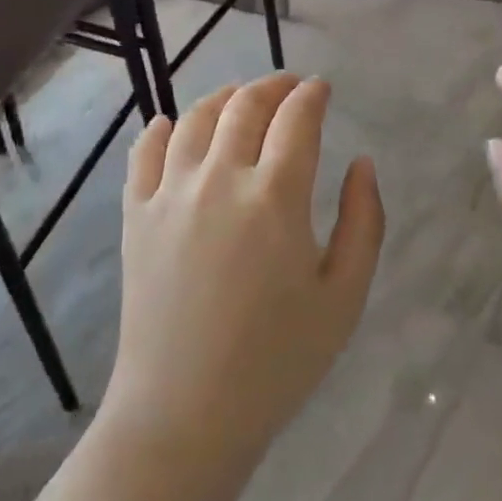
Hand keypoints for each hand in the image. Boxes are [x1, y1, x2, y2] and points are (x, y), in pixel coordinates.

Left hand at [104, 74, 384, 463]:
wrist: (185, 415)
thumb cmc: (276, 361)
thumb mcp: (344, 298)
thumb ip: (364, 221)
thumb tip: (362, 163)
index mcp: (275, 196)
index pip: (296, 118)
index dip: (312, 94)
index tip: (321, 88)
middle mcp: (219, 178)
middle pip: (245, 105)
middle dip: (273, 85)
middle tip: (288, 86)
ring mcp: (170, 193)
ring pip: (195, 118)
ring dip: (223, 98)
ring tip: (239, 99)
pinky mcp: (136, 214)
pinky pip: (144, 152)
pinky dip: (159, 129)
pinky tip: (169, 125)